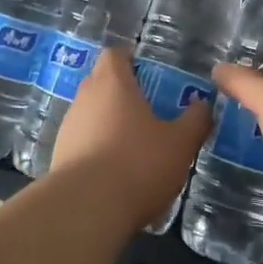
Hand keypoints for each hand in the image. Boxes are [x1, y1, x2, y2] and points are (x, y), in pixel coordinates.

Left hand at [50, 46, 211, 221]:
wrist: (85, 210)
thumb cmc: (138, 164)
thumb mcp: (180, 143)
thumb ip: (195, 120)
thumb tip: (203, 104)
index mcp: (113, 82)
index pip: (115, 54)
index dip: (131, 59)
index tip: (149, 73)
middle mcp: (85, 97)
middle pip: (101, 81)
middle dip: (122, 91)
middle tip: (149, 109)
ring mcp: (68, 127)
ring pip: (91, 113)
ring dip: (109, 122)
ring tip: (135, 145)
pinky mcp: (59, 155)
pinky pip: (82, 141)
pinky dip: (98, 148)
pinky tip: (116, 172)